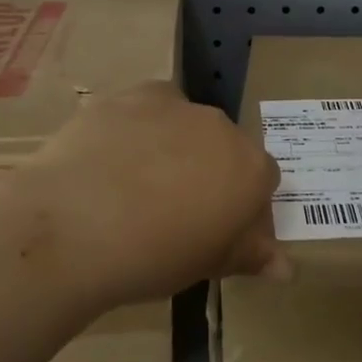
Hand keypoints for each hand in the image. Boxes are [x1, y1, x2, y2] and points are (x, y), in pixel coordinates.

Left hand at [18, 82, 284, 305]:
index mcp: (250, 169)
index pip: (262, 182)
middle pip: (225, 147)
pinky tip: (113, 156)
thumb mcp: (206, 265)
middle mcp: (222, 127)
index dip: (242, 206)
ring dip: (174, 146)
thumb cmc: (152, 257)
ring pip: (186, 123)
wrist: (75, 224)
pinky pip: (148, 107)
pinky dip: (139, 126)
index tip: (215, 231)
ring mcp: (177, 105)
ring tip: (135, 186)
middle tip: (173, 210)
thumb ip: (249, 255)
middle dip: (208, 172)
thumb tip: (285, 267)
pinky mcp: (133, 94)